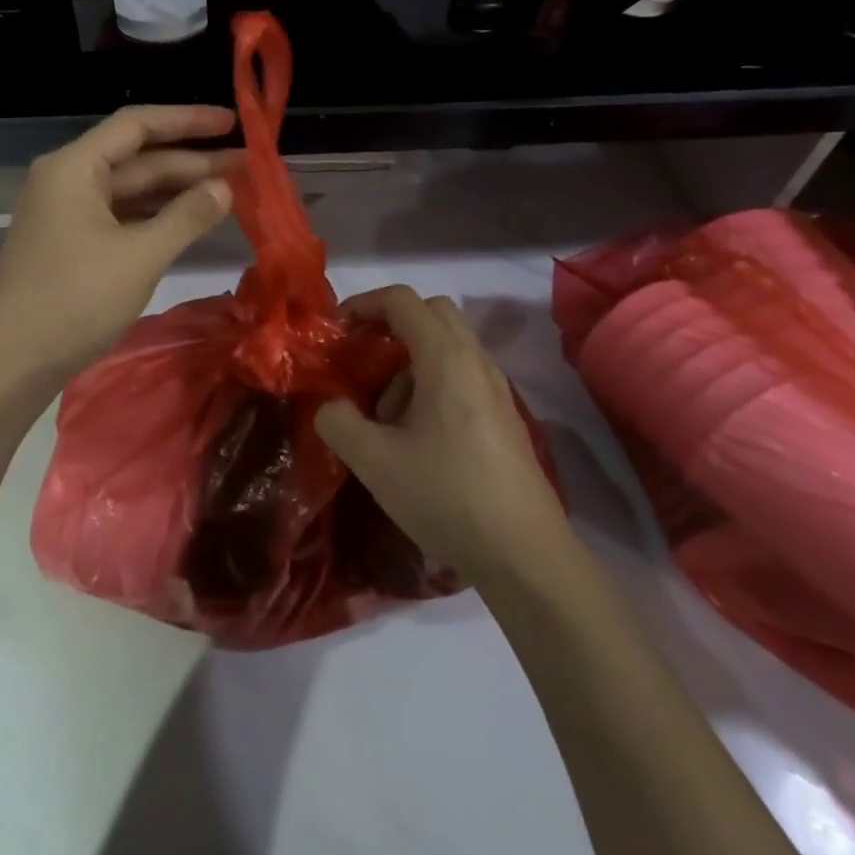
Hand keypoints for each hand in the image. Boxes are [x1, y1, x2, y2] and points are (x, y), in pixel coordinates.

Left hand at [0, 105, 239, 381]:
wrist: (10, 362)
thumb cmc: (74, 300)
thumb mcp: (140, 256)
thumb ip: (187, 217)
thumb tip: (225, 188)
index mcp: (75, 168)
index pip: (138, 125)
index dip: (188, 120)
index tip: (232, 122)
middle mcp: (68, 180)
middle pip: (137, 158)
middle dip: (191, 162)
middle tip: (246, 166)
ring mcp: (67, 214)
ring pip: (131, 191)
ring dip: (177, 191)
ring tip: (229, 193)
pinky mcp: (71, 245)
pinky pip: (122, 217)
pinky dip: (156, 218)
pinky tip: (191, 223)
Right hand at [316, 287, 564, 580]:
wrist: (525, 554)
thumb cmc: (446, 496)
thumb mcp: (374, 462)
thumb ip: (338, 422)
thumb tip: (329, 404)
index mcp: (445, 358)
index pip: (402, 300)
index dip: (364, 303)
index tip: (337, 330)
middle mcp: (476, 361)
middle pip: (431, 313)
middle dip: (391, 325)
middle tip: (362, 358)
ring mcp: (496, 388)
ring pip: (447, 347)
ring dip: (410, 362)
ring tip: (384, 416)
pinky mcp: (504, 416)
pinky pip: (461, 376)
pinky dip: (431, 384)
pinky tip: (416, 437)